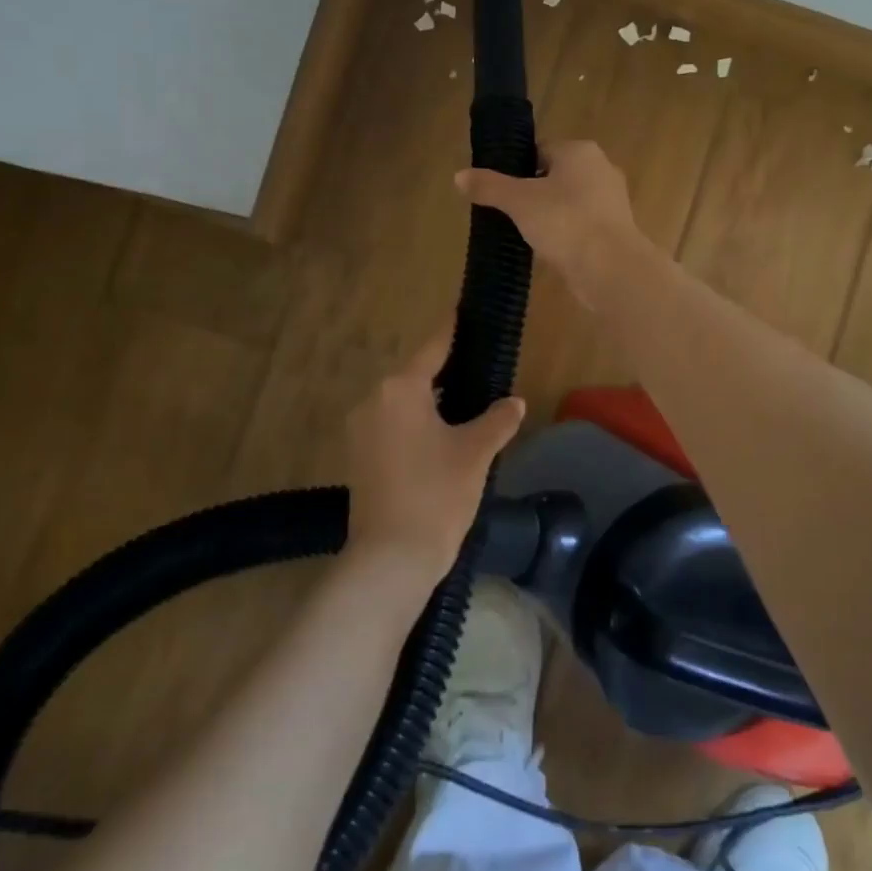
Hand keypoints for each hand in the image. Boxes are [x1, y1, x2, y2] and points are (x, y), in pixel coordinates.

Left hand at [343, 322, 525, 585]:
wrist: (390, 559)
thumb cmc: (437, 495)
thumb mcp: (475, 453)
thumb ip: (497, 420)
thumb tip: (514, 402)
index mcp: (400, 388)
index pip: (434, 347)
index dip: (453, 330)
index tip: (464, 311)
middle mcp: (373, 400)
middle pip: (415, 375)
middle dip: (445, 373)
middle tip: (479, 370)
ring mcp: (360, 429)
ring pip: (401, 402)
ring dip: (430, 402)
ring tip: (465, 406)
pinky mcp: (357, 456)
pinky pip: (391, 425)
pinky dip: (414, 423)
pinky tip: (439, 437)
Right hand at [455, 140, 642, 309]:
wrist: (610, 267)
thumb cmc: (564, 221)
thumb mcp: (518, 201)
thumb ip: (489, 186)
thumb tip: (458, 176)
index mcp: (580, 151)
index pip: (541, 151)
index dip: (517, 169)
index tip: (499, 191)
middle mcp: (601, 169)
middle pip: (556, 176)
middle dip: (533, 193)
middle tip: (508, 214)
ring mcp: (612, 200)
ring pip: (570, 202)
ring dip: (550, 215)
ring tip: (525, 234)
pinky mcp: (616, 229)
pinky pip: (582, 224)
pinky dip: (566, 234)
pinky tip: (549, 250)